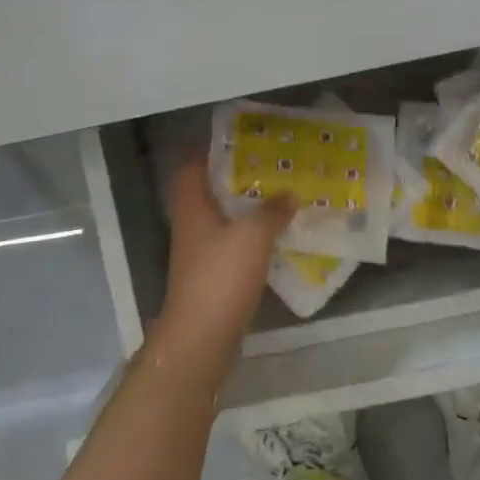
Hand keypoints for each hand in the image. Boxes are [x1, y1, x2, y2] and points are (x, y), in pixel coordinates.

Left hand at [152, 154, 296, 373]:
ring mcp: (201, 254)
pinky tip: (277, 237)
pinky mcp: (213, 277)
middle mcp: (192, 227)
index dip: (208, 152)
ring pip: (223, 221)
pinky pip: (233, 246)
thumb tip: (288, 193)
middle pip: (209, 193)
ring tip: (280, 197)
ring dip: (247, 210)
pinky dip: (252, 238)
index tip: (238, 142)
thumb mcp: (253, 235)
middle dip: (236, 180)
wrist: (202, 337)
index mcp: (193, 208)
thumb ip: (272, 210)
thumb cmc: (221, 276)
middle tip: (269, 167)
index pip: (191, 168)